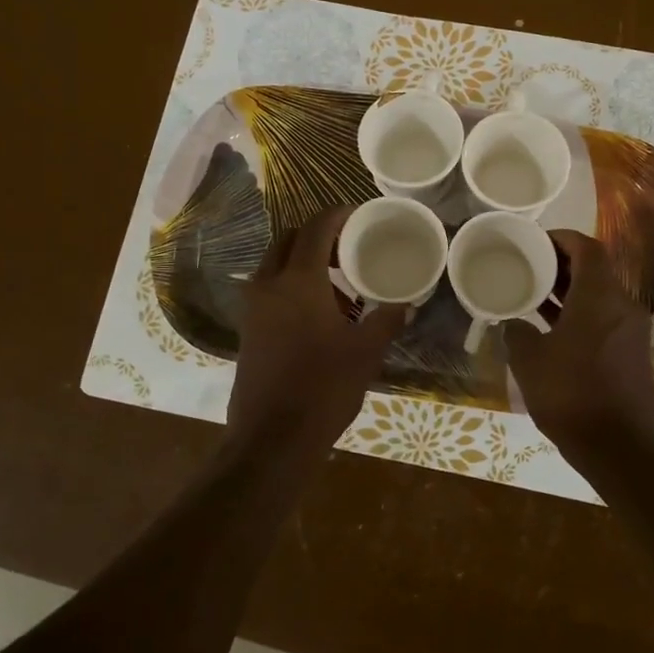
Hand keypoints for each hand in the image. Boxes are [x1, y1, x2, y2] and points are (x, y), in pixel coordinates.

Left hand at [227, 206, 407, 447]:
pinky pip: (269, 289)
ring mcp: (253, 307)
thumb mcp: (365, 352)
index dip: (337, 215)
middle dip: (317, 235)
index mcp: (299, 281)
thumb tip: (405, 304)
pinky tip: (319, 312)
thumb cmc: (323, 388)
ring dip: (303, 261)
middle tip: (348, 246)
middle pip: (289, 240)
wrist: (272, 438)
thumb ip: (386, 321)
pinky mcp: (248, 329)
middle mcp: (269, 284)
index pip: (316, 229)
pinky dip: (291, 284)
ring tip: (339, 282)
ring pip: (275, 264)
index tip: (358, 214)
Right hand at [506, 231, 653, 458]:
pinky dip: (580, 313)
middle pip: (595, 269)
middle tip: (530, 266)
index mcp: (600, 297)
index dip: (562, 238)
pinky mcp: (631, 353)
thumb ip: (517, 332)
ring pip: (600, 295)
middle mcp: (622, 306)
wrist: (617, 447)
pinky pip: (604, 319)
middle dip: (563, 264)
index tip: (536, 241)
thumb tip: (515, 324)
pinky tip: (552, 329)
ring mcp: (630, 331)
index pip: (587, 248)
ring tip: (535, 294)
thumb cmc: (570, 393)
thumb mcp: (529, 360)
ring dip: (570, 290)